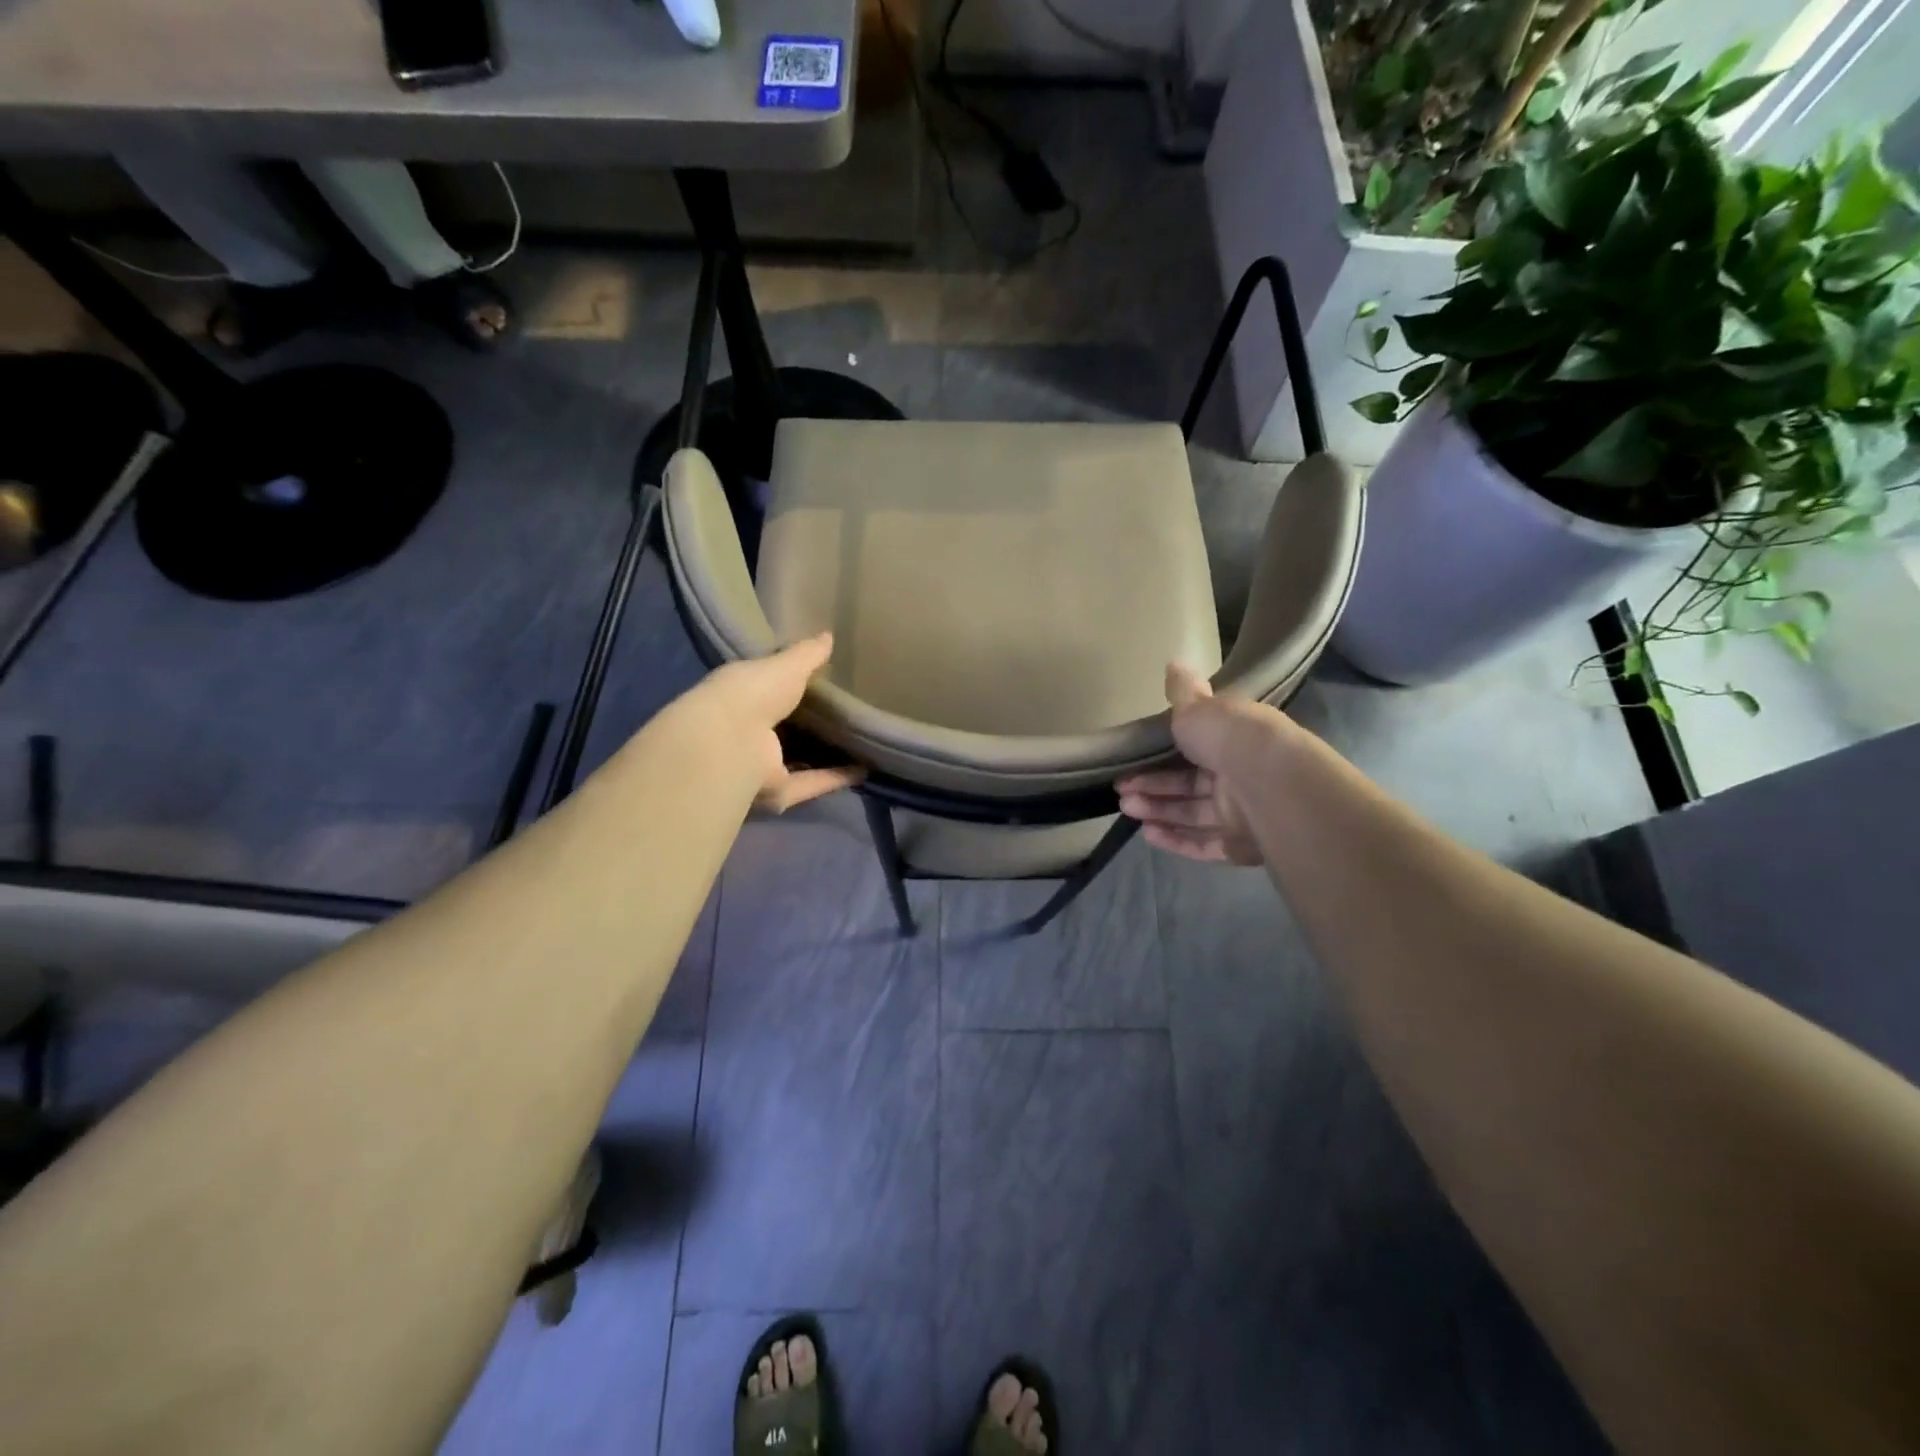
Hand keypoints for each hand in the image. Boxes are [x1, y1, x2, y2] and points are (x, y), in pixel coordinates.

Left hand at [670, 633, 864, 811]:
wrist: (730, 741)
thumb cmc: (751, 692)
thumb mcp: (784, 665)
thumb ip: (807, 654)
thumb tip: (828, 636)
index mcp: (742, 698)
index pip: (769, 690)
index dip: (792, 685)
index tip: (823, 680)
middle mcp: (749, 734)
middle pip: (786, 730)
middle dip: (812, 725)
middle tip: (848, 715)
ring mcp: (761, 766)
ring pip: (798, 761)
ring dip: (826, 756)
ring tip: (860, 745)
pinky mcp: (779, 792)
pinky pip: (811, 784)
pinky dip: (836, 778)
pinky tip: (864, 771)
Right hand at [1116, 663, 1289, 864]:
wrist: (1272, 783)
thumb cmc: (1230, 738)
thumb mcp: (1199, 707)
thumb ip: (1182, 692)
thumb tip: (1174, 664)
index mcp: (1234, 740)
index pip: (1196, 747)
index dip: (1161, 754)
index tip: (1131, 760)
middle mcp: (1240, 775)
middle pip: (1189, 784)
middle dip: (1152, 786)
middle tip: (1121, 790)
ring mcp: (1243, 813)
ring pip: (1193, 814)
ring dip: (1158, 811)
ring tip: (1127, 808)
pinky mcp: (1240, 846)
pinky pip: (1204, 844)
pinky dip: (1176, 840)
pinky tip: (1148, 834)